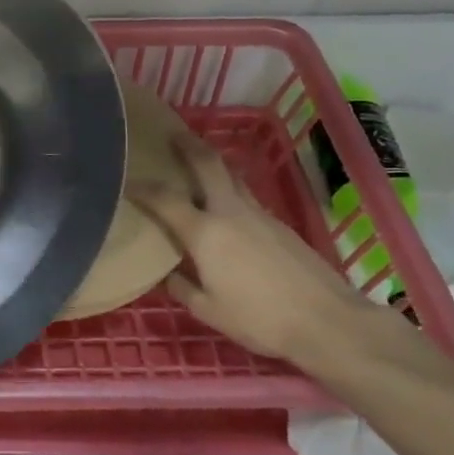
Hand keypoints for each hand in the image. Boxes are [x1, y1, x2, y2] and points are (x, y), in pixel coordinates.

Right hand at [130, 131, 366, 364]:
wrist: (327, 320)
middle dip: (188, 146)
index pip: (165, 200)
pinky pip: (246, 197)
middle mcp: (231, 212)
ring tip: (196, 164)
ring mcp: (260, 215)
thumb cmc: (259, 319)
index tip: (125, 180)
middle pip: (208, 165)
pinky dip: (229, 190)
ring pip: (231, 177)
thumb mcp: (208, 310)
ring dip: (212, 165)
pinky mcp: (281, 224)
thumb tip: (167, 273)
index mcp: (205, 233)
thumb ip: (182, 287)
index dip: (142, 188)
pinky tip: (225, 208)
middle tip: (171, 134)